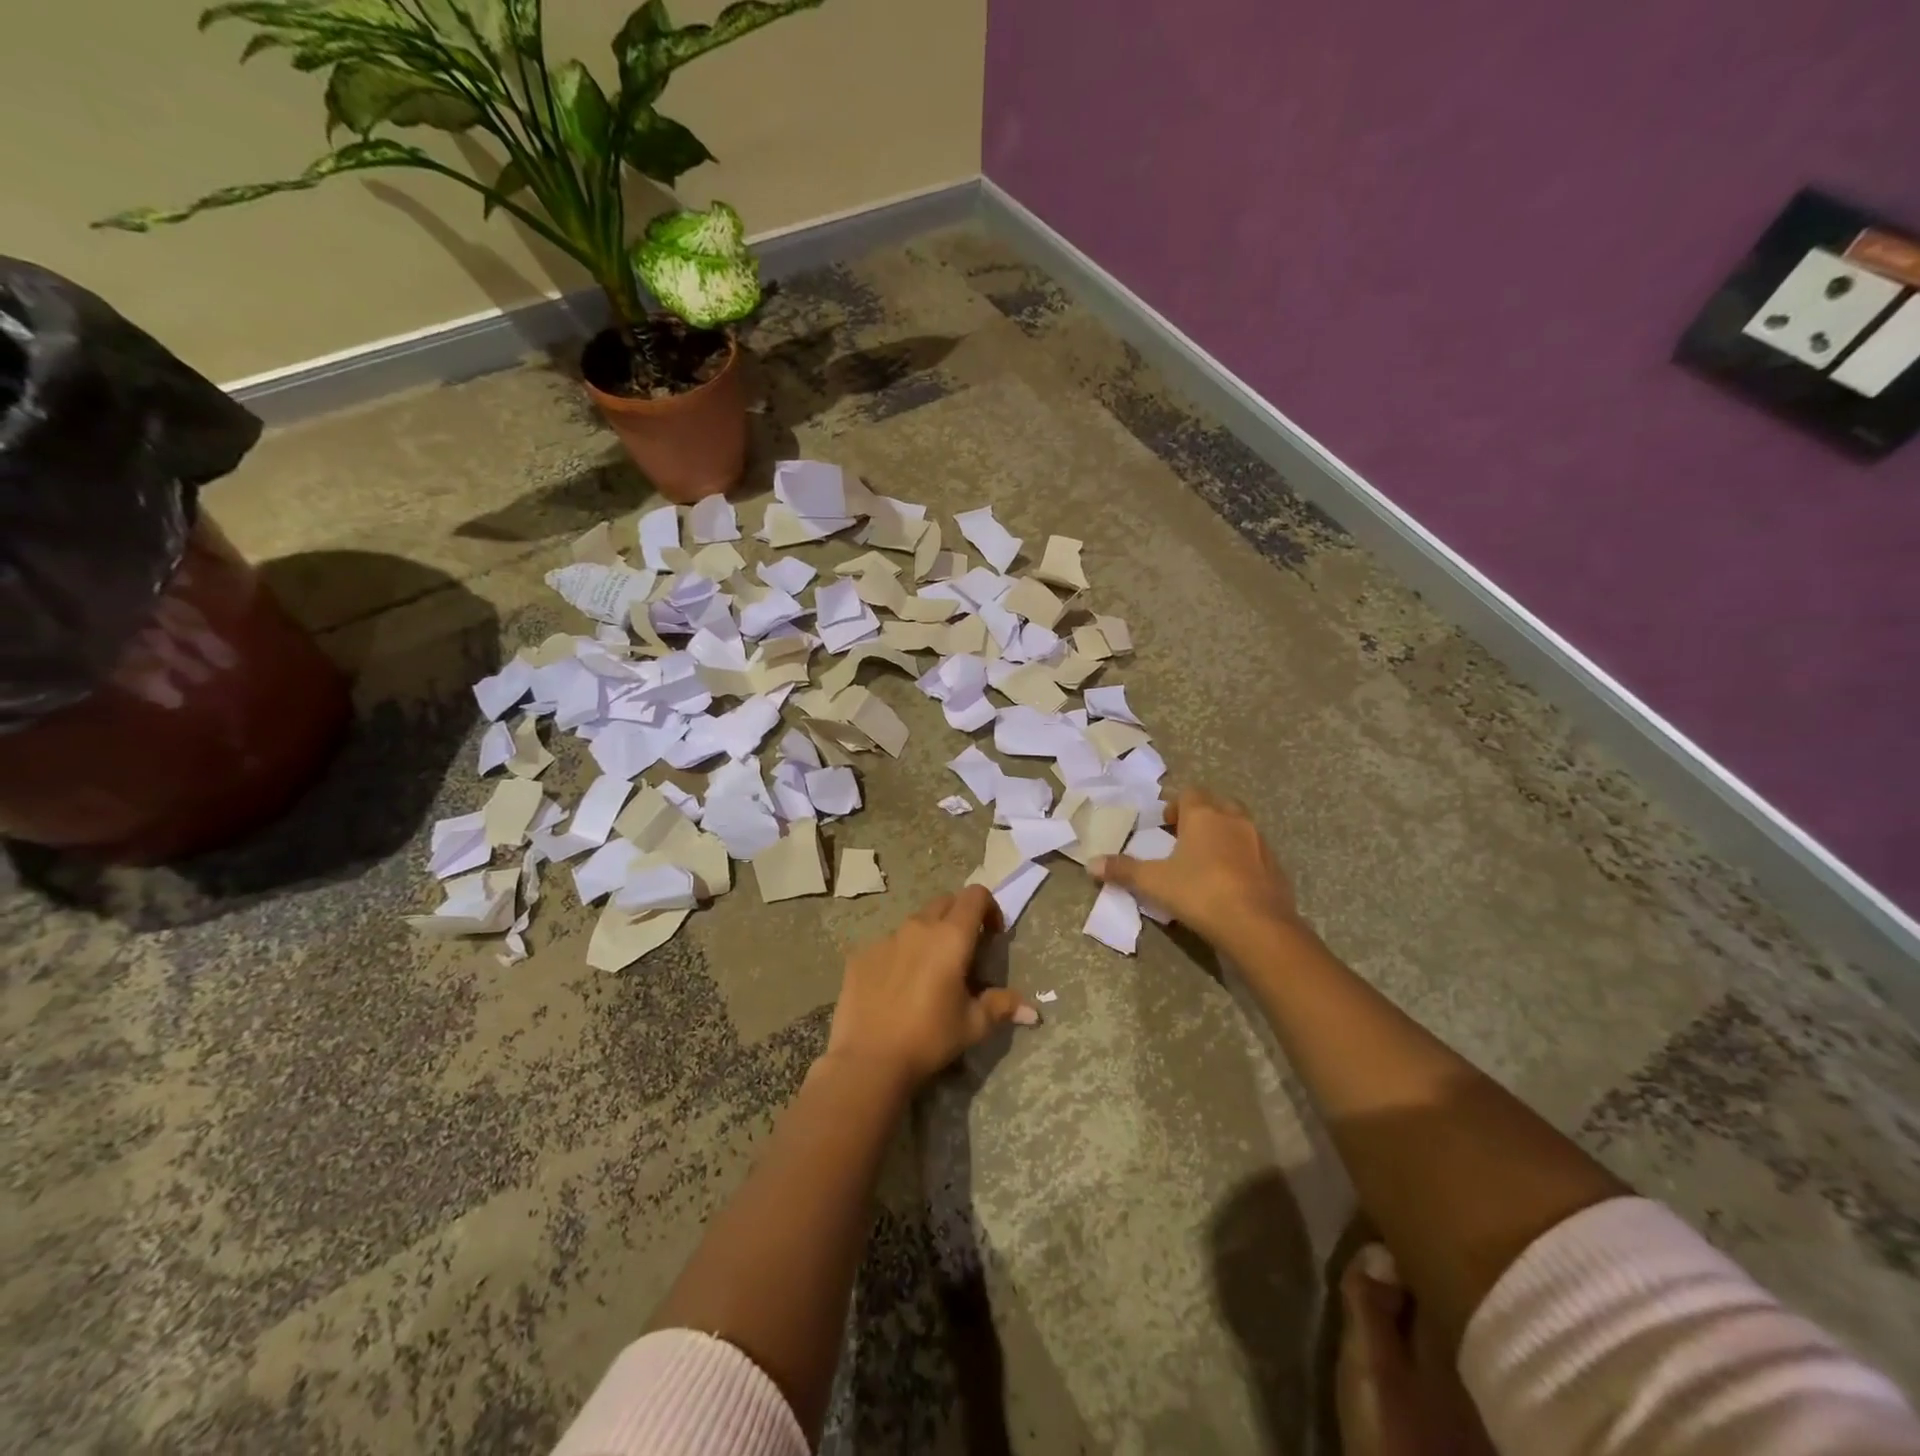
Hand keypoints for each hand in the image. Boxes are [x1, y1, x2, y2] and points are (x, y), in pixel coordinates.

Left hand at [825, 885, 1034, 1089]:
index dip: (989, 908)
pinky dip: (899, 955)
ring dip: (928, 936)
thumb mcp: (973, 1025)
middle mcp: (917, 927)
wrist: (869, 1060)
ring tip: (929, 972)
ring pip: (914, 923)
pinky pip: (887, 944)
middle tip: (964, 952)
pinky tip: (896, 987)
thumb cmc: (929, 1037)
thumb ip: (1002, 1006)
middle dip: (959, 918)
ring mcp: (885, 938)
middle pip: (945, 903)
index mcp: (950, 937)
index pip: (974, 896)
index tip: (992, 934)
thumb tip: (1032, 1011)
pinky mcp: (861, 954)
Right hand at [1092, 787, 1301, 951]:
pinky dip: (1241, 859)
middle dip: (1202, 816)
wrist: (1258, 926)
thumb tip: (1091, 864)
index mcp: (1204, 815)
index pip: (1190, 793)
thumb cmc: (1200, 892)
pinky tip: (1229, 882)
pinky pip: (1254, 853)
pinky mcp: (1276, 867)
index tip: (1165, 824)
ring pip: (1239, 827)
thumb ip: (1123, 870)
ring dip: (1223, 836)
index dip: (1176, 805)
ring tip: (1205, 861)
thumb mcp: (1154, 882)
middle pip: (1218, 804)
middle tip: (1184, 838)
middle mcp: (1234, 820)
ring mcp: (1260, 842)